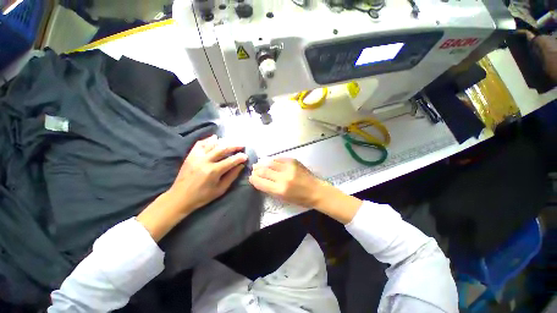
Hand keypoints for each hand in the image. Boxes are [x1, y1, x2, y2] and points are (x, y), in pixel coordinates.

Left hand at [169, 135, 247, 212]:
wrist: (179, 197)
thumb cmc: (202, 196)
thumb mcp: (220, 189)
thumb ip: (232, 176)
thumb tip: (241, 166)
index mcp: (213, 171)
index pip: (230, 161)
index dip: (240, 157)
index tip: (246, 156)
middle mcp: (205, 161)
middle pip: (223, 148)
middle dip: (234, 146)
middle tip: (242, 145)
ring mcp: (196, 156)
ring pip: (213, 144)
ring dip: (224, 141)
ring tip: (232, 142)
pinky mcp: (190, 155)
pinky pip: (200, 143)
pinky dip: (209, 139)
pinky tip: (215, 138)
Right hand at [249, 158, 325, 207]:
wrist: (316, 190)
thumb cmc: (300, 199)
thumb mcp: (283, 199)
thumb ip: (270, 189)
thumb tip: (259, 180)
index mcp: (280, 190)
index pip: (260, 182)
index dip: (253, 179)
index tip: (251, 177)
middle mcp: (283, 177)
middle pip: (264, 171)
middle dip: (256, 170)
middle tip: (254, 169)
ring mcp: (289, 167)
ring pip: (270, 162)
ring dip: (263, 163)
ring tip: (260, 164)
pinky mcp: (293, 161)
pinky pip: (279, 158)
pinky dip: (273, 160)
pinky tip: (271, 162)